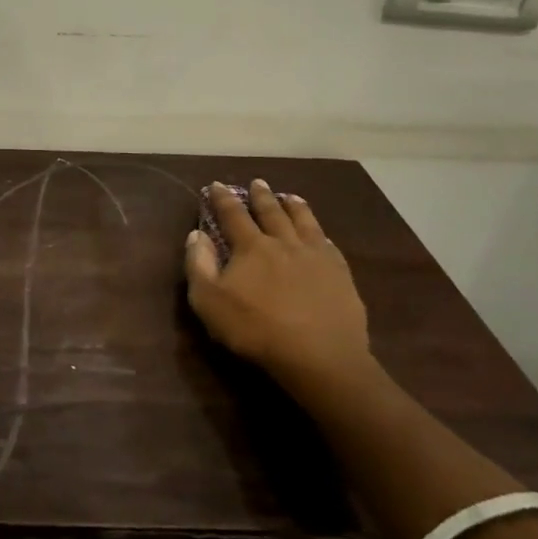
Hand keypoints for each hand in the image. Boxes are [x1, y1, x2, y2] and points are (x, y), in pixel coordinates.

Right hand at [184, 180, 372, 384]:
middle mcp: (284, 243)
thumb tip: (196, 234)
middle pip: (271, 212)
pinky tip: (322, 236)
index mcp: (252, 247)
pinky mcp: (341, 275)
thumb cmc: (256, 330)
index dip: (223, 199)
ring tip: (291, 197)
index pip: (233, 215)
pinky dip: (321, 235)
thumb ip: (199, 265)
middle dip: (261, 196)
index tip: (217, 184)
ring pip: (304, 222)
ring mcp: (316, 257)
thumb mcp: (209, 302)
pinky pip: (329, 246)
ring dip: (295, 207)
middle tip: (258, 182)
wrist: (319, 357)